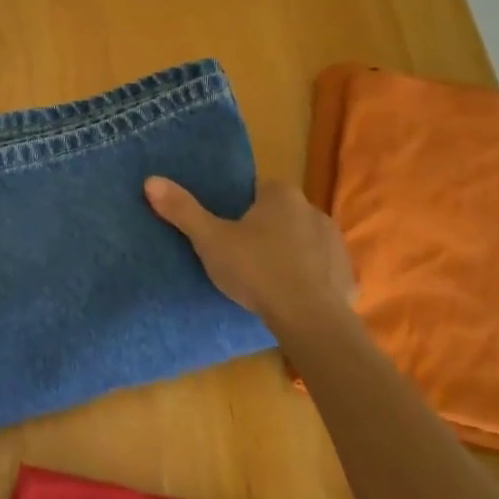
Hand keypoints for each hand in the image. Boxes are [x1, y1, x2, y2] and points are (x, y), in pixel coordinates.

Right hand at [145, 177, 356, 342]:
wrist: (310, 319)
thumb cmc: (256, 270)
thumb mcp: (210, 241)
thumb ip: (183, 210)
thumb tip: (151, 180)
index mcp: (281, 194)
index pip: (257, 190)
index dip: (240, 208)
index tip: (226, 230)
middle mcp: (313, 209)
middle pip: (281, 214)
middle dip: (265, 230)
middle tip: (241, 255)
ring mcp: (335, 242)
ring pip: (303, 241)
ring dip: (289, 253)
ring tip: (266, 279)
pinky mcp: (348, 274)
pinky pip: (323, 270)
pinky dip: (310, 279)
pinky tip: (293, 297)